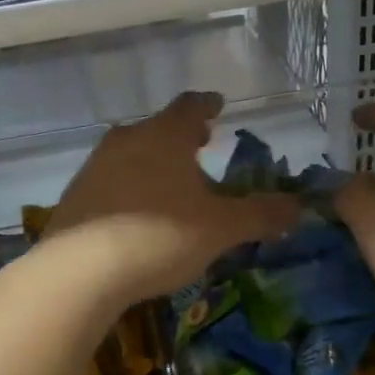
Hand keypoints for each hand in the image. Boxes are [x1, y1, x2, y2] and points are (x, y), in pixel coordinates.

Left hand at [46, 92, 298, 304]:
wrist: (80, 270)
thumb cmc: (159, 236)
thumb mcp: (220, 228)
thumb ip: (260, 215)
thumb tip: (299, 206)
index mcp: (165, 135)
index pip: (191, 106)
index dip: (208, 105)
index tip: (218, 105)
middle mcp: (127, 140)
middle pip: (158, 128)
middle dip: (181, 136)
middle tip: (201, 144)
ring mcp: (95, 166)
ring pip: (131, 153)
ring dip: (153, 161)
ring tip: (171, 181)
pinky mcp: (75, 196)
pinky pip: (110, 181)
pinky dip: (128, 187)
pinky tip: (135, 213)